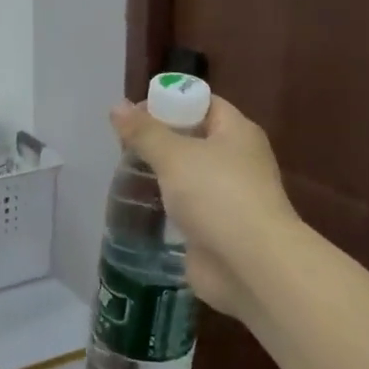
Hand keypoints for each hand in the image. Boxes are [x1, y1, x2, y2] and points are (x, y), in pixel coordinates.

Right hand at [109, 94, 296, 320]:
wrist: (251, 266)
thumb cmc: (217, 196)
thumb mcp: (174, 155)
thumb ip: (144, 132)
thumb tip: (117, 106)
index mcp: (237, 132)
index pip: (202, 103)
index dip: (169, 102)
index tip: (133, 114)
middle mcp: (237, 160)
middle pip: (193, 137)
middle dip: (158, 139)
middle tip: (123, 146)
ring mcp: (228, 196)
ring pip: (188, 174)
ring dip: (160, 174)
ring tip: (124, 174)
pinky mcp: (217, 227)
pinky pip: (187, 206)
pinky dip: (166, 205)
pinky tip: (139, 206)